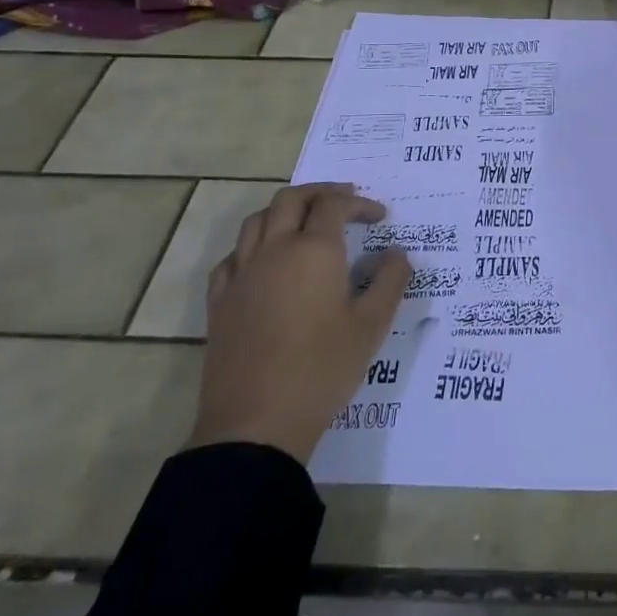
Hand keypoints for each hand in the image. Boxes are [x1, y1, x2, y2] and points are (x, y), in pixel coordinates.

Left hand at [187, 182, 411, 461]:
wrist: (256, 422)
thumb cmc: (323, 368)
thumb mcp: (373, 325)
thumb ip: (391, 280)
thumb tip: (396, 254)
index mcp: (314, 251)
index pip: (335, 205)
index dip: (360, 203)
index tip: (380, 218)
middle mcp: (274, 250)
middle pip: (291, 199)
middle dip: (321, 193)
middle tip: (345, 201)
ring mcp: (241, 275)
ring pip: (257, 220)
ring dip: (285, 211)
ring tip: (306, 222)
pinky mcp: (220, 302)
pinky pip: (233, 256)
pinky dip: (253, 245)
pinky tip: (265, 262)